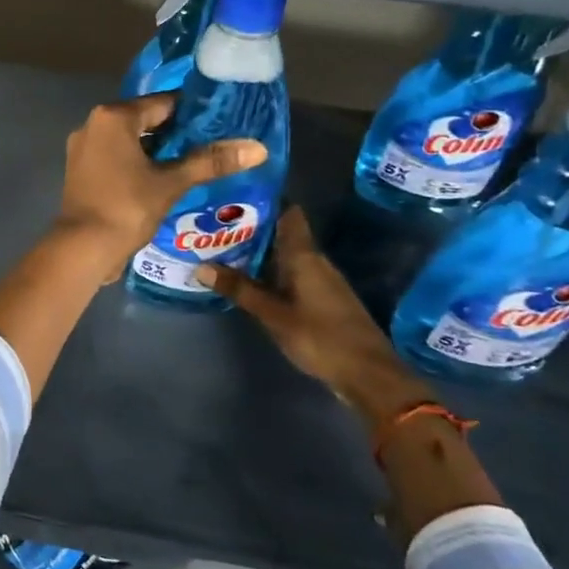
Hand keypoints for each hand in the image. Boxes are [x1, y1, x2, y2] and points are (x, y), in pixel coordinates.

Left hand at [54, 94, 266, 276]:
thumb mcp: (172, 183)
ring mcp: (83, 148)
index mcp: (113, 116)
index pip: (163, 103)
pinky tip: (163, 178)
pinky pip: (116, 156)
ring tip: (194, 162)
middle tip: (212, 144)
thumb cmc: (127, 208)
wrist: (82, 248)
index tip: (221, 123)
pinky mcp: (81, 170)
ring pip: (130, 140)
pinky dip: (138, 163)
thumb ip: (211, 162)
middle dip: (177, 132)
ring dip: (158, 150)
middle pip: (145, 120)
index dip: (194, 113)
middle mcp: (93, 124)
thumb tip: (258, 148)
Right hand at [195, 208, 428, 422]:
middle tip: (216, 224)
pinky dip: (270, 272)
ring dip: (260, 252)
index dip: (266, 199)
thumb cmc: (320, 337)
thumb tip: (201, 266)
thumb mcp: (272, 315)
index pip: (289, 213)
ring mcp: (322, 281)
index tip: (236, 194)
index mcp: (304, 256)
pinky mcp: (323, 300)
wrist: (368, 374)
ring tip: (224, 249)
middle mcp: (315, 261)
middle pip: (283, 234)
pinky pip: (292, 274)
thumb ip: (239, 289)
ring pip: (286, 255)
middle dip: (253, 228)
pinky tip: (250, 280)